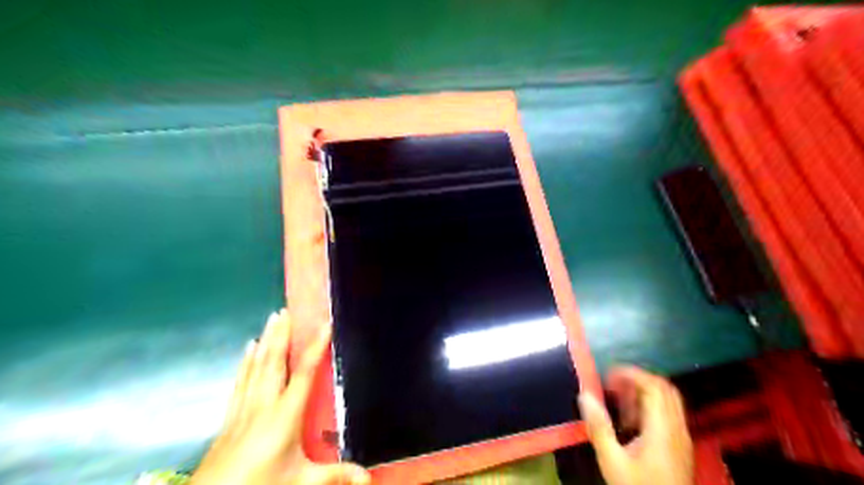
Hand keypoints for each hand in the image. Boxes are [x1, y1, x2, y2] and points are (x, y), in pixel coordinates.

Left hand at [190, 311, 368, 484]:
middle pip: (274, 362)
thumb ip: (335, 476)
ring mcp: (243, 410)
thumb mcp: (302, 484)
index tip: (325, 324)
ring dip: (265, 342)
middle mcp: (263, 405)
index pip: (304, 373)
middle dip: (281, 335)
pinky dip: (245, 363)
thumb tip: (368, 479)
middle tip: (286, 311)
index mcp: (285, 415)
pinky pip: (240, 381)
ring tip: (271, 320)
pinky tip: (246, 351)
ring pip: (256, 367)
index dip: (316, 347)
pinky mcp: (229, 419)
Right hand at [581, 368, 693, 483]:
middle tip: (613, 384)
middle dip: (638, 379)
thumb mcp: (612, 461)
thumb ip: (599, 426)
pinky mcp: (681, 448)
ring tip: (618, 401)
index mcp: (662, 429)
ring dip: (644, 393)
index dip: (631, 373)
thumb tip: (585, 395)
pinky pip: (669, 415)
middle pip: (664, 389)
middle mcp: (677, 429)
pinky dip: (650, 407)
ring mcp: (682, 439)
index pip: (653, 386)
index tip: (608, 374)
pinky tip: (631, 422)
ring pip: (668, 401)